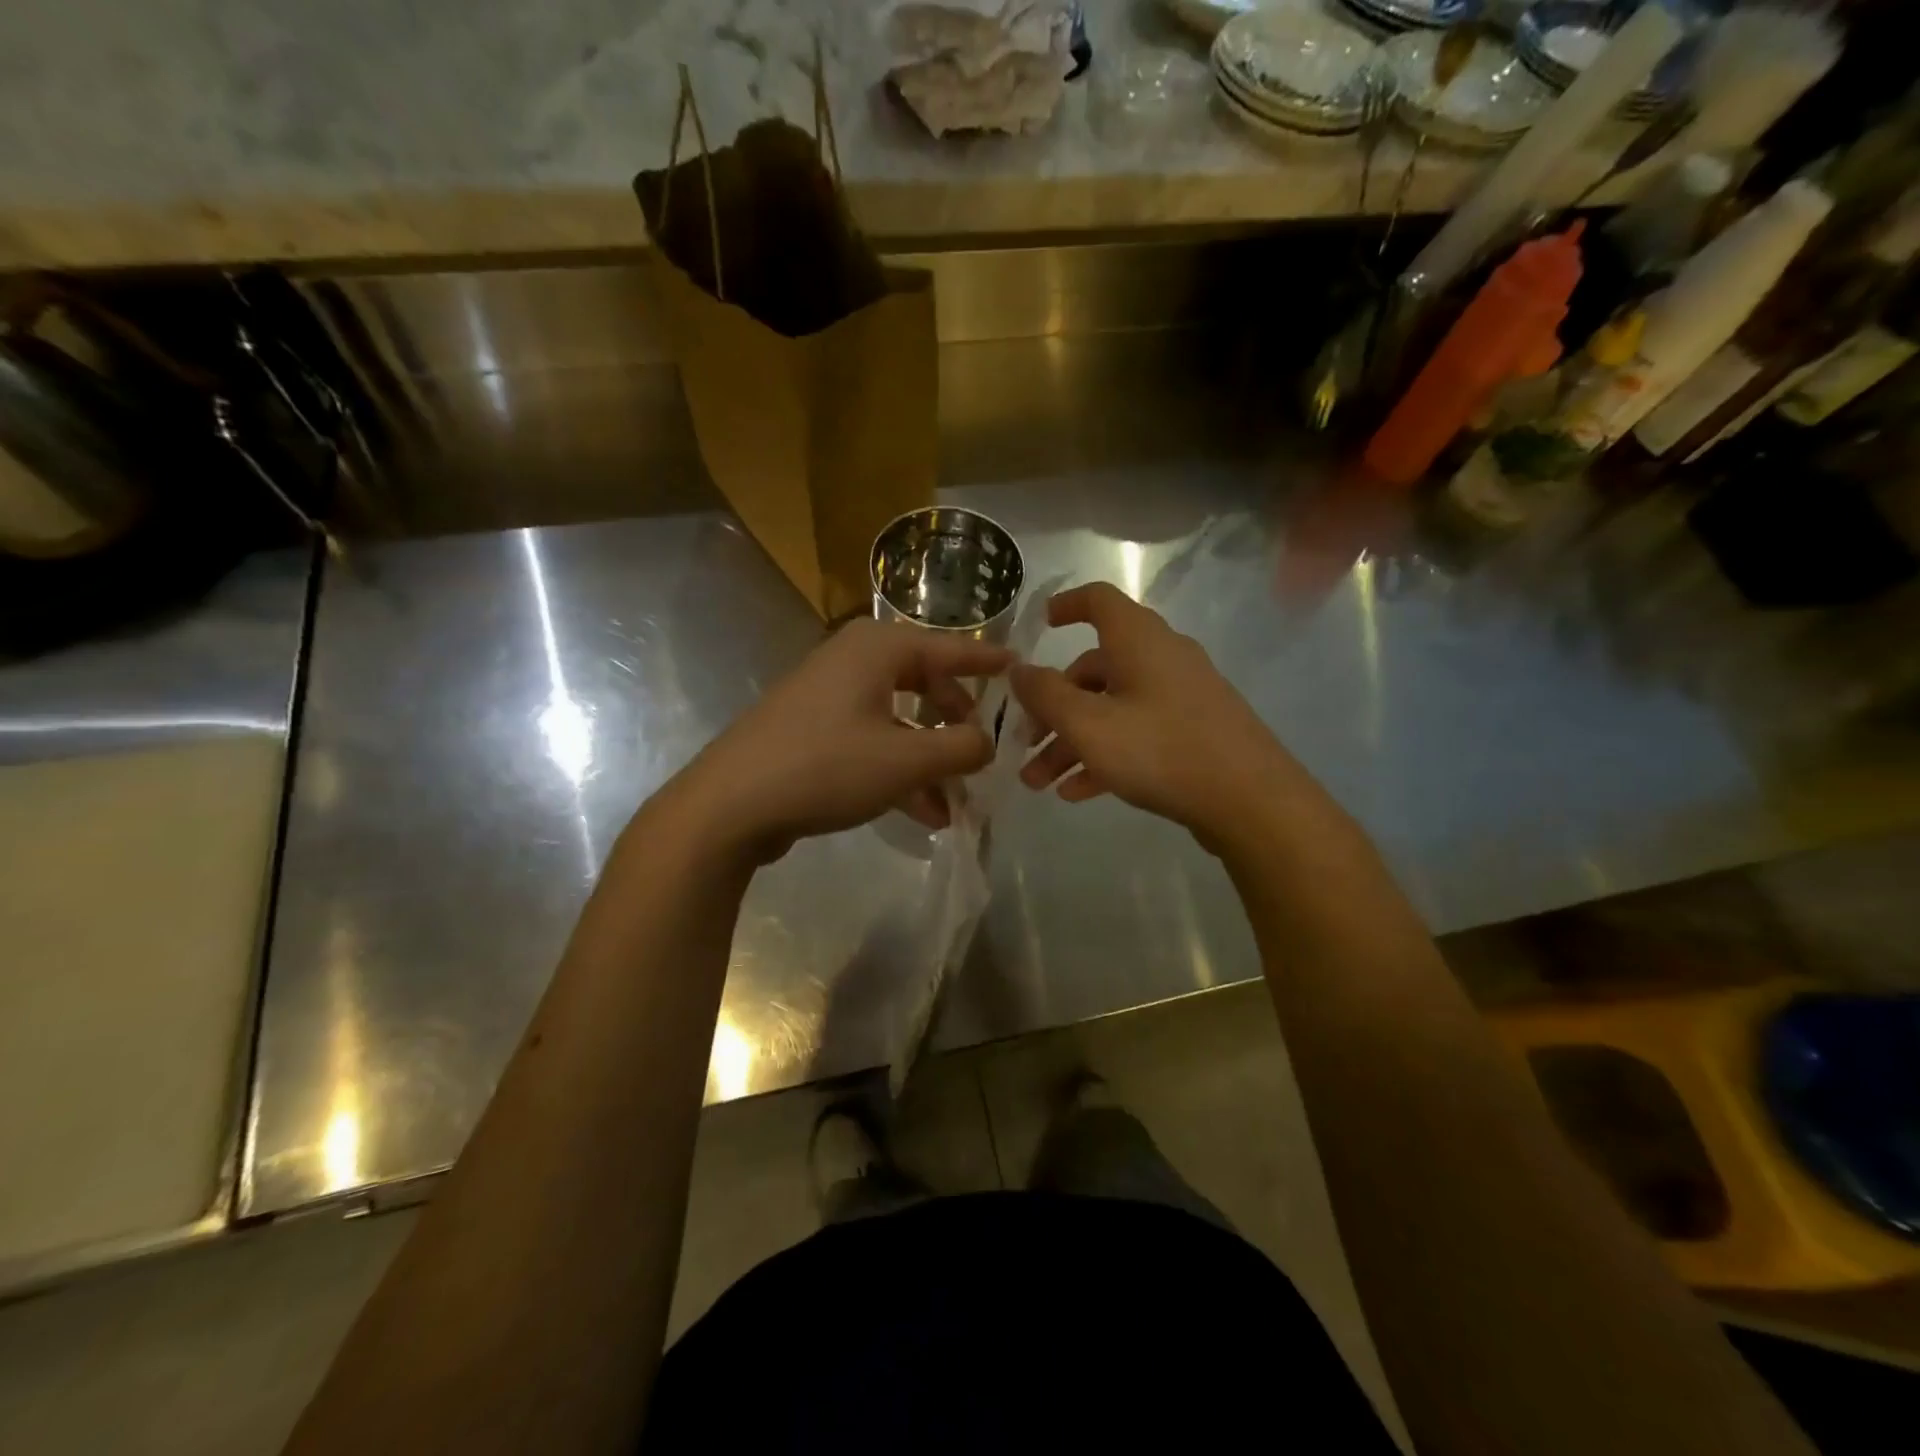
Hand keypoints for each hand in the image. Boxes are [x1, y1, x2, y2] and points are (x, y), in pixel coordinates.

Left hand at [671, 618, 1009, 863]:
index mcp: (878, 648)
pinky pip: (871, 742)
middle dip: (957, 723)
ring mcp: (829, 696)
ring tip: (959, 801)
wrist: (729, 805)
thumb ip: (962, 747)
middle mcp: (854, 660)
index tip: (1022, 669)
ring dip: (930, 759)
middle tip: (983, 752)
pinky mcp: (812, 731)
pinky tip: (924, 813)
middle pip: (925, 682)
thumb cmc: (826, 766)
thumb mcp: (907, 760)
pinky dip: (899, 770)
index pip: (951, 647)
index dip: (989, 662)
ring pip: (899, 719)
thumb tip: (987, 742)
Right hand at [1011, 583, 1296, 847]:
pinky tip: (1078, 792)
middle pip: (1094, 670)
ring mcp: (1180, 696)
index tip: (1039, 624)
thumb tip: (1018, 668)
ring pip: (1112, 709)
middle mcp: (1161, 658)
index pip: (1098, 601)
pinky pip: (1137, 734)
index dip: (1066, 606)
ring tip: (1040, 782)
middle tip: (1024, 744)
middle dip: (1052, 708)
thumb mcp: (1088, 724)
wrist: (1251, 801)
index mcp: (1138, 640)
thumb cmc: (1161, 750)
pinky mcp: (1193, 732)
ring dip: (1071, 742)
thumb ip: (1045, 694)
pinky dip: (1104, 754)